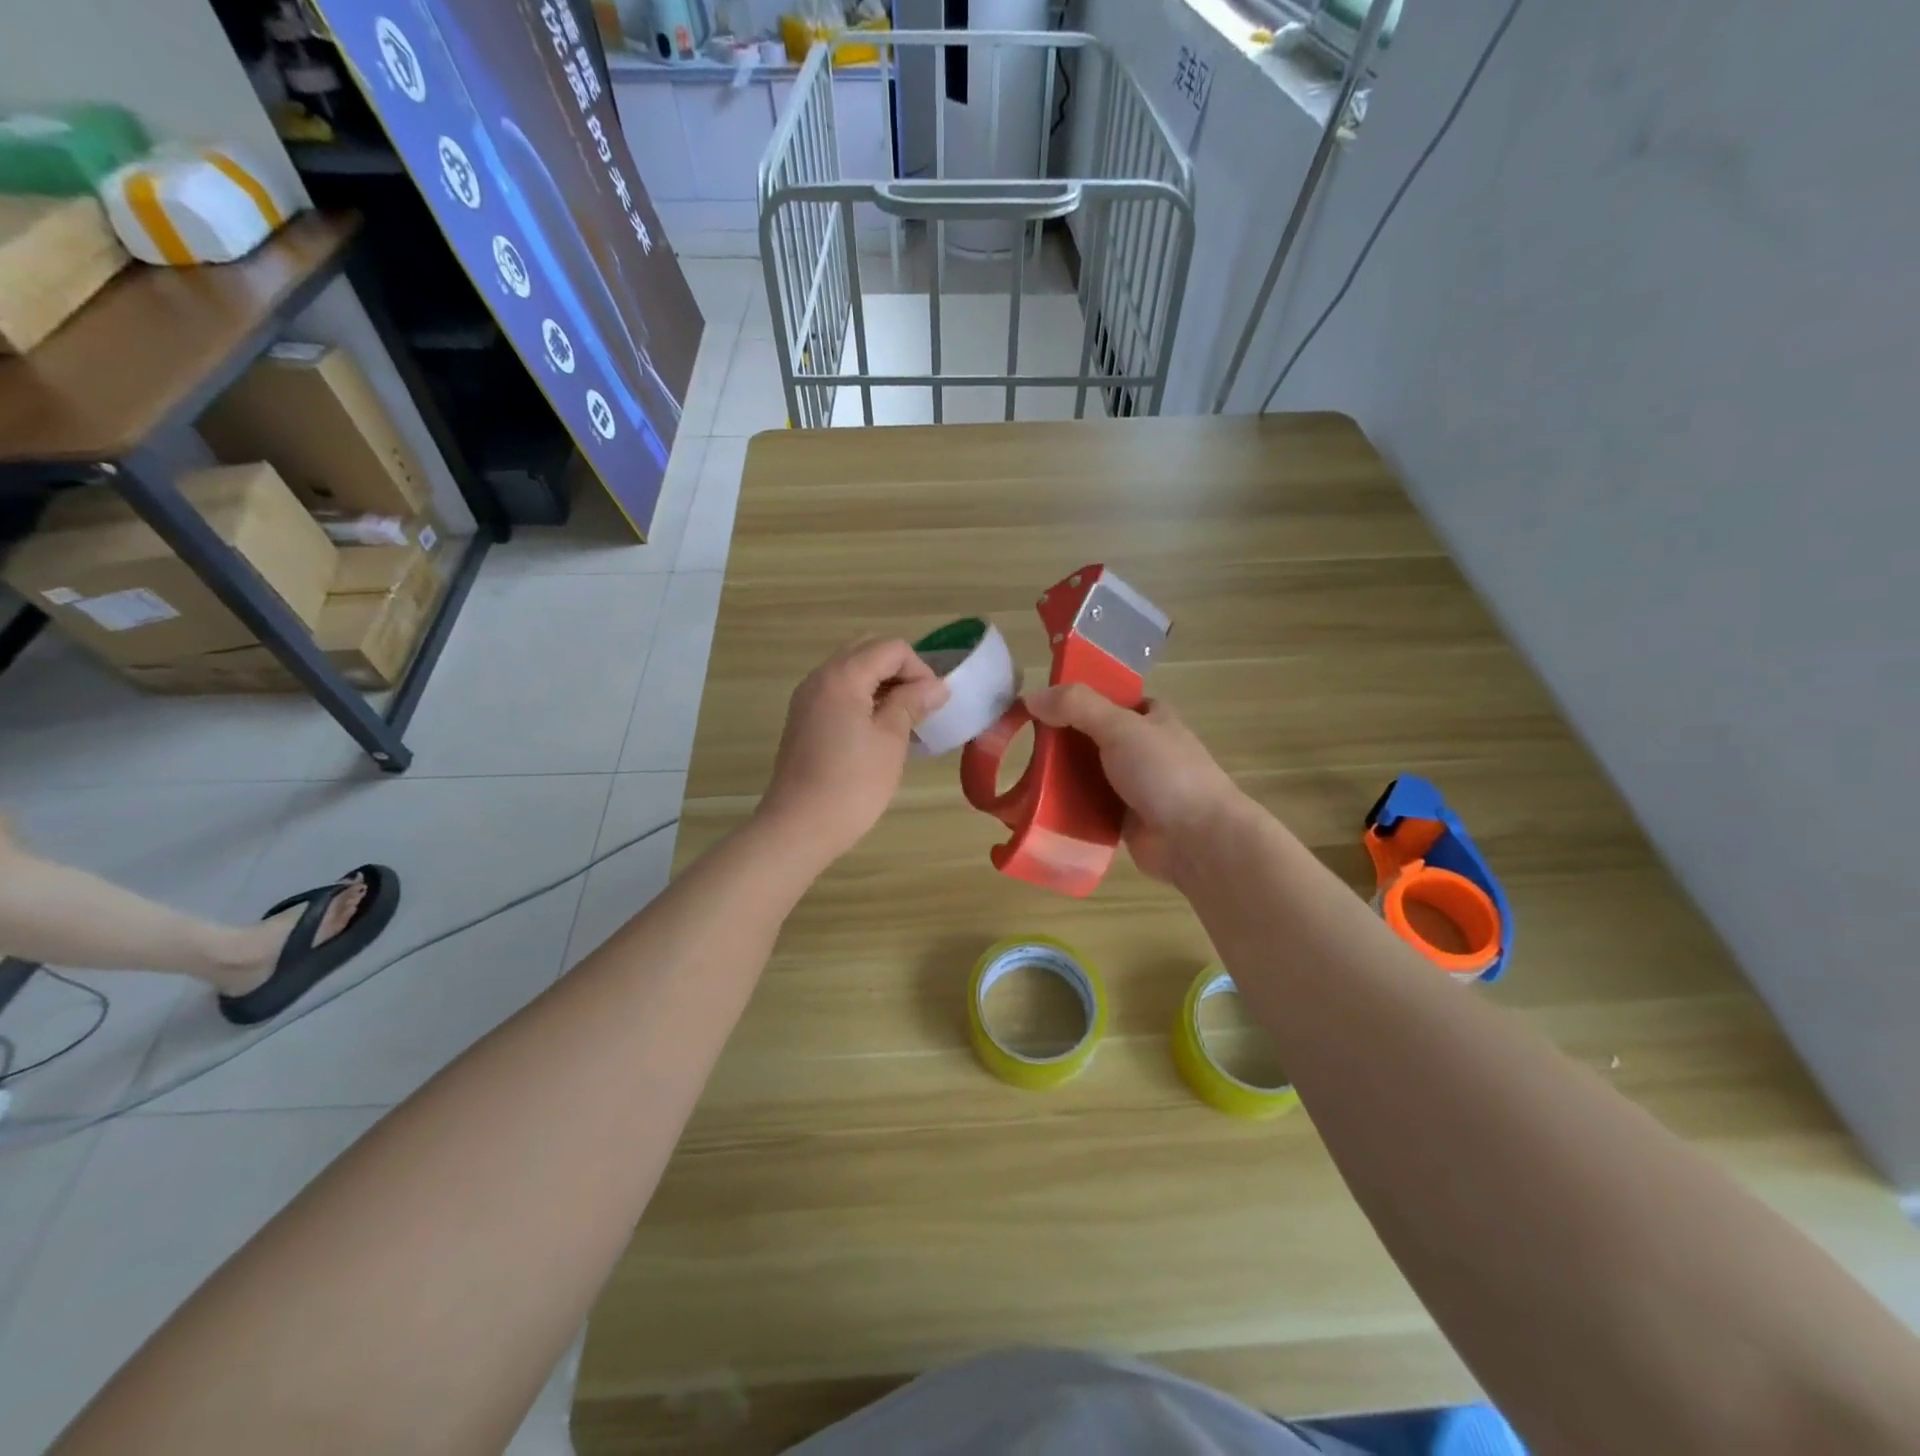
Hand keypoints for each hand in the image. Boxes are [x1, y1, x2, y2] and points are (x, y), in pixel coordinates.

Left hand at [757, 639, 949, 863]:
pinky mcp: (803, 720)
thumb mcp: (891, 740)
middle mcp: (820, 677)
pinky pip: (838, 692)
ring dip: (881, 684)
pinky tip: (878, 730)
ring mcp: (807, 698)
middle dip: (899, 670)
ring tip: (903, 719)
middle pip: (867, 651)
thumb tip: (937, 686)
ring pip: (851, 670)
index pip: (890, 648)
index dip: (919, 669)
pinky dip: (862, 698)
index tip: (933, 703)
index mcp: (842, 676)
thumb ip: (912, 703)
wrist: (799, 827)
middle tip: (919, 705)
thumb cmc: (852, 784)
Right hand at [1025, 684, 1251, 884]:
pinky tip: (1035, 808)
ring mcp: (1132, 785)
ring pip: (1085, 773)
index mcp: (1149, 717)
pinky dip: (1065, 807)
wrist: (1198, 840)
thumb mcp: (1120, 727)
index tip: (1037, 705)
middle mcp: (1141, 748)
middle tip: (1020, 744)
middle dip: (1058, 741)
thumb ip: (1077, 707)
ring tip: (1020, 778)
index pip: (1106, 697)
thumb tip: (1031, 696)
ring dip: (1058, 777)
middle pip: (1089, 736)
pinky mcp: (1121, 819)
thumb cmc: (1165, 773)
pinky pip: (1086, 807)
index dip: (1074, 698)